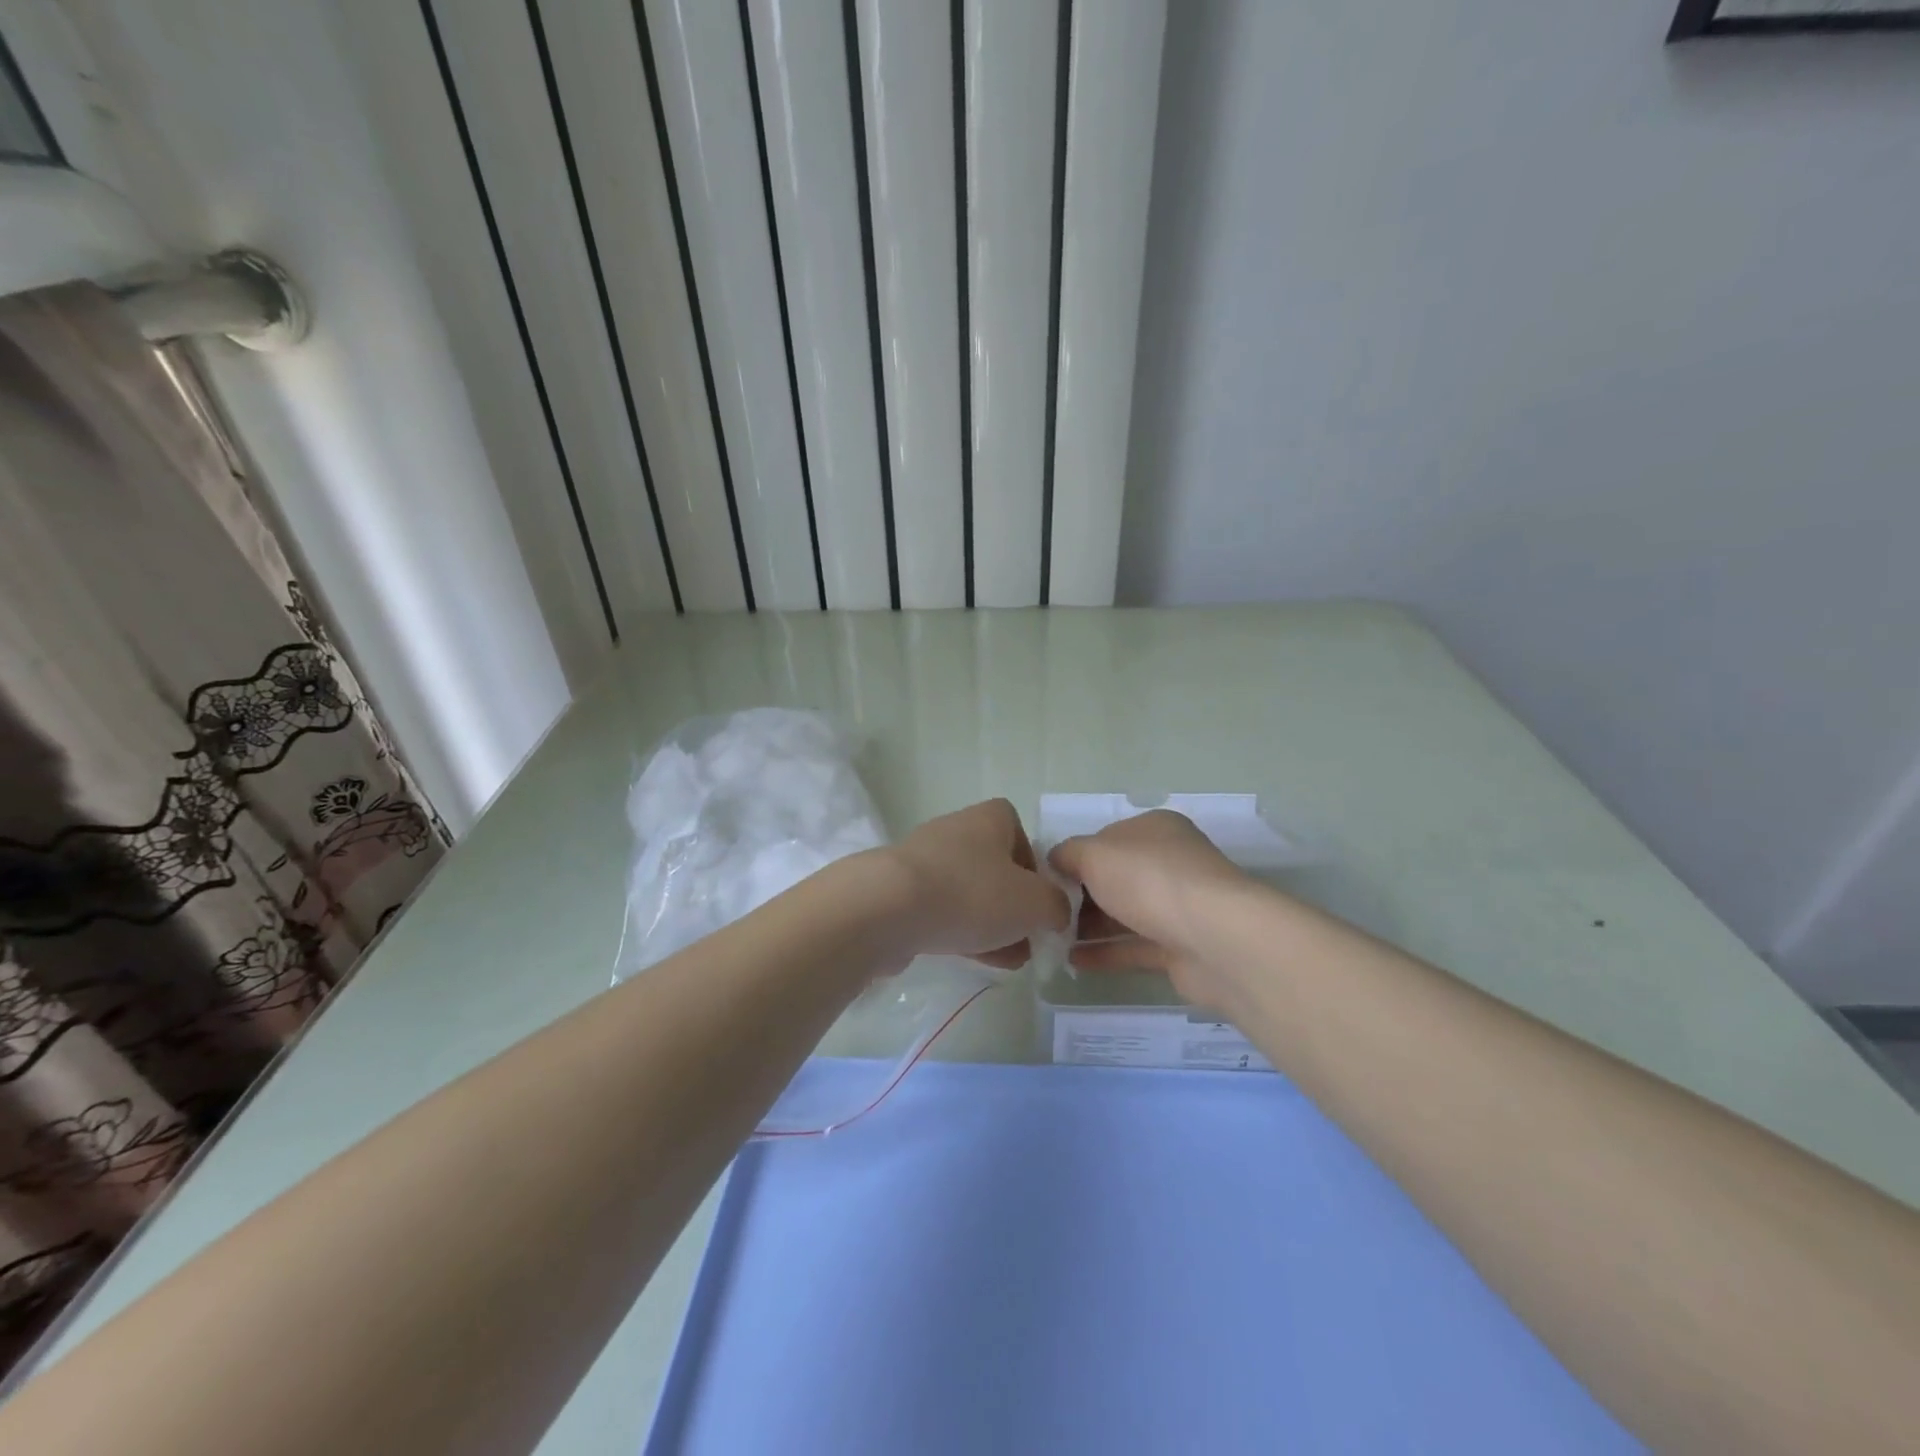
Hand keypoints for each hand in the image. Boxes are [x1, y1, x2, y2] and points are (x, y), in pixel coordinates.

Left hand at [866, 799, 1070, 971]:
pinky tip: (974, 960)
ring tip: (1008, 960)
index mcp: (989, 818)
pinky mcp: (899, 892)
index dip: (1034, 866)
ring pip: (968, 892)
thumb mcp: (1035, 903)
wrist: (888, 908)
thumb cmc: (971, 893)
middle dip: (1013, 905)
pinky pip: (940, 910)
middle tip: (1027, 938)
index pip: (1019, 831)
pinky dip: (959, 931)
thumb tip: (1054, 912)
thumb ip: (1056, 906)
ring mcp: (923, 861)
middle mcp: (955, 831)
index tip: (1040, 899)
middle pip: (994, 866)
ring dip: (990, 924)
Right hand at [1048, 810, 1252, 1007]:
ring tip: (1051, 940)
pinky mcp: (1182, 948)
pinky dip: (1105, 953)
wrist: (1215, 939)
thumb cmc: (1149, 880)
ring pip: (1126, 913)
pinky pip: (1135, 947)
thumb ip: (1068, 854)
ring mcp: (1179, 907)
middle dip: (1081, 895)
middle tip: (1047, 914)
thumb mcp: (1094, 854)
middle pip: (1116, 877)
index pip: (1106, 838)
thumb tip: (1054, 860)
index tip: (1046, 879)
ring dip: (1090, 926)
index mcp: (1155, 830)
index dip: (1076, 857)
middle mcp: (1170, 863)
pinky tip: (1072, 961)